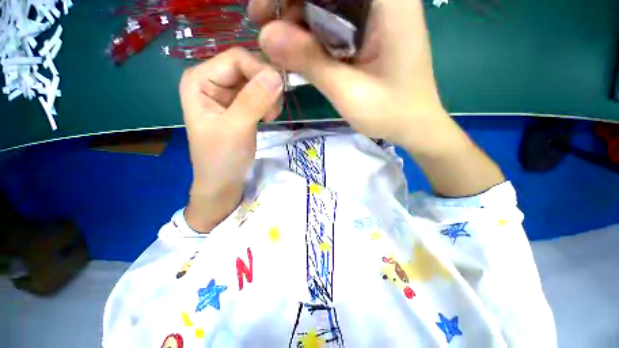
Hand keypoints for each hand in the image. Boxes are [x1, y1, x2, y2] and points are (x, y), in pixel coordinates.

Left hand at [180, 48, 282, 230]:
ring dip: (270, 97)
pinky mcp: (240, 105)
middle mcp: (212, 80)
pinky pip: (261, 94)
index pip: (237, 58)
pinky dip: (269, 104)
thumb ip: (254, 101)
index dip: (260, 72)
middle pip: (249, 68)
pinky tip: (267, 118)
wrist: (223, 181)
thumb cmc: (222, 158)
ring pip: (258, 81)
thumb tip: (276, 75)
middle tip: (271, 113)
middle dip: (266, 88)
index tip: (275, 98)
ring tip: (269, 118)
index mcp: (200, 79)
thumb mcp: (236, 129)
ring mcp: (227, 93)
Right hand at [249, 0, 503, 196]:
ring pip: (325, 0)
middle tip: (262, 26)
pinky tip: (298, 51)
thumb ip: (311, 63)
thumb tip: (265, 36)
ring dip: (296, 17)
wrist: (414, 124)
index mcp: (388, 0)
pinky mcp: (368, 29)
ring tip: (276, 44)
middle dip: (288, 1)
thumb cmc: (390, 113)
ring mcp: (376, 12)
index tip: (263, 10)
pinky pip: (332, 19)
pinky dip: (311, 32)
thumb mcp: (349, 93)